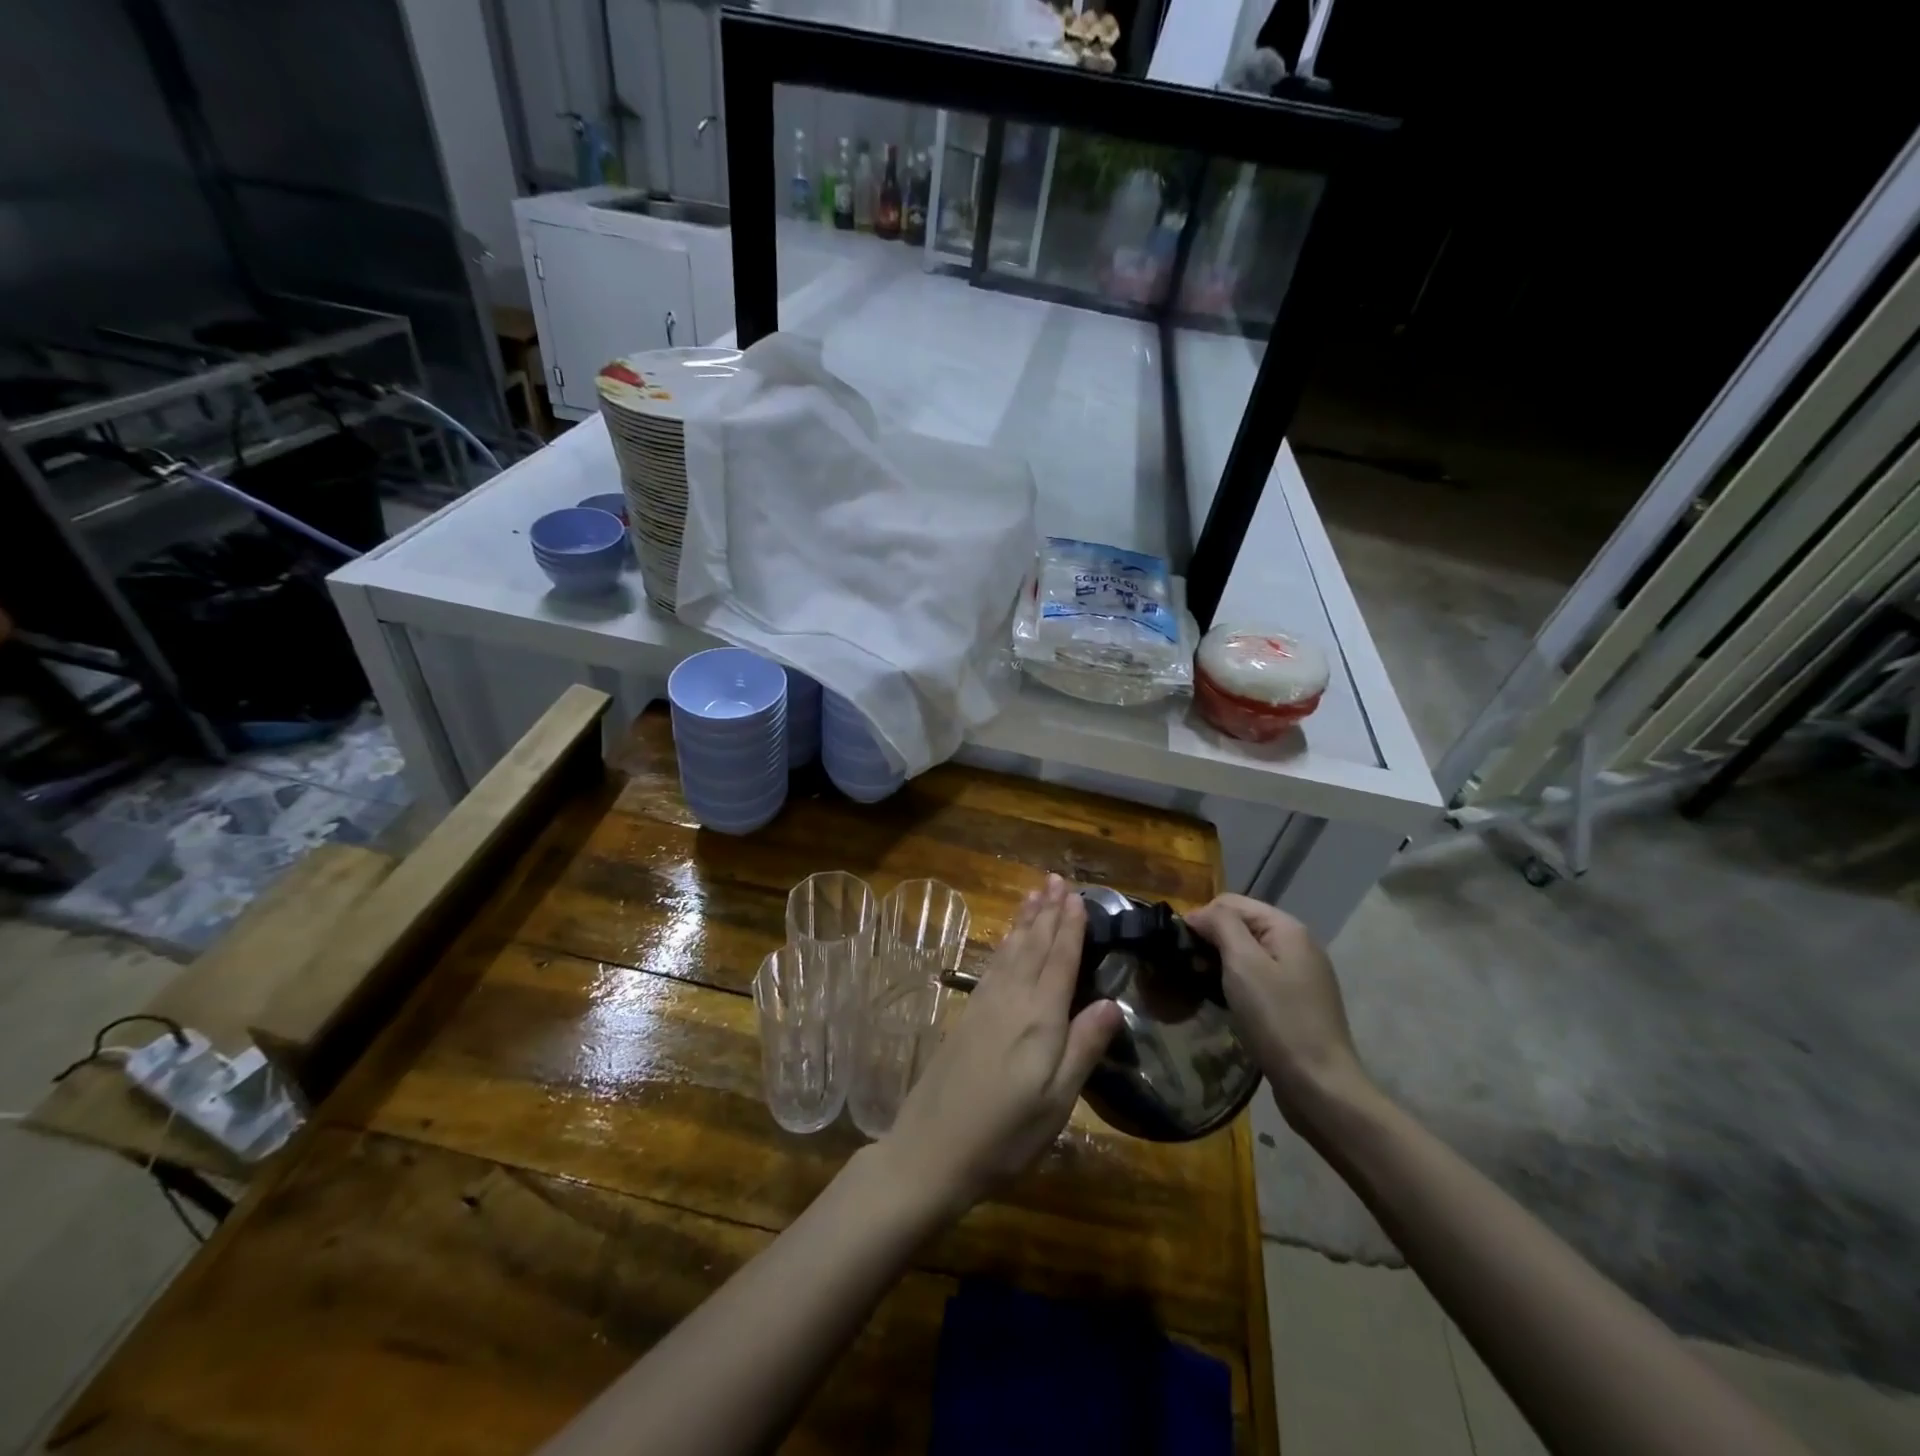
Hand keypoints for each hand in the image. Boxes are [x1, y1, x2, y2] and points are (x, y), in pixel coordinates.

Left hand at [877, 875, 1121, 1220]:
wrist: (931, 1150)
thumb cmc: (1005, 1135)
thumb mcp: (1056, 1102)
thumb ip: (1083, 1047)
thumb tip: (1113, 1001)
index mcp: (1039, 1019)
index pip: (1060, 961)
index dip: (1070, 928)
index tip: (1077, 896)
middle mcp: (1011, 1000)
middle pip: (1033, 946)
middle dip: (1047, 911)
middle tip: (1056, 878)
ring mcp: (985, 1005)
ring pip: (1011, 950)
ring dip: (1024, 921)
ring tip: (1034, 894)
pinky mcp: (968, 1016)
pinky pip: (993, 965)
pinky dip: (1004, 944)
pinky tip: (1007, 940)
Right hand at [1184, 894, 1372, 1125]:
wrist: (1320, 1087)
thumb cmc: (1278, 1020)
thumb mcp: (1243, 964)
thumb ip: (1221, 926)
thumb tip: (1199, 913)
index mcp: (1287, 928)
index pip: (1232, 902)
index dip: (1202, 918)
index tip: (1180, 949)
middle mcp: (1299, 944)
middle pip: (1242, 925)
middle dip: (1212, 940)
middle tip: (1188, 968)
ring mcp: (1302, 975)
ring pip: (1250, 953)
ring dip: (1223, 963)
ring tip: (1202, 985)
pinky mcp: (1298, 1002)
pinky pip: (1260, 977)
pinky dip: (1239, 982)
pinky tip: (1227, 1002)